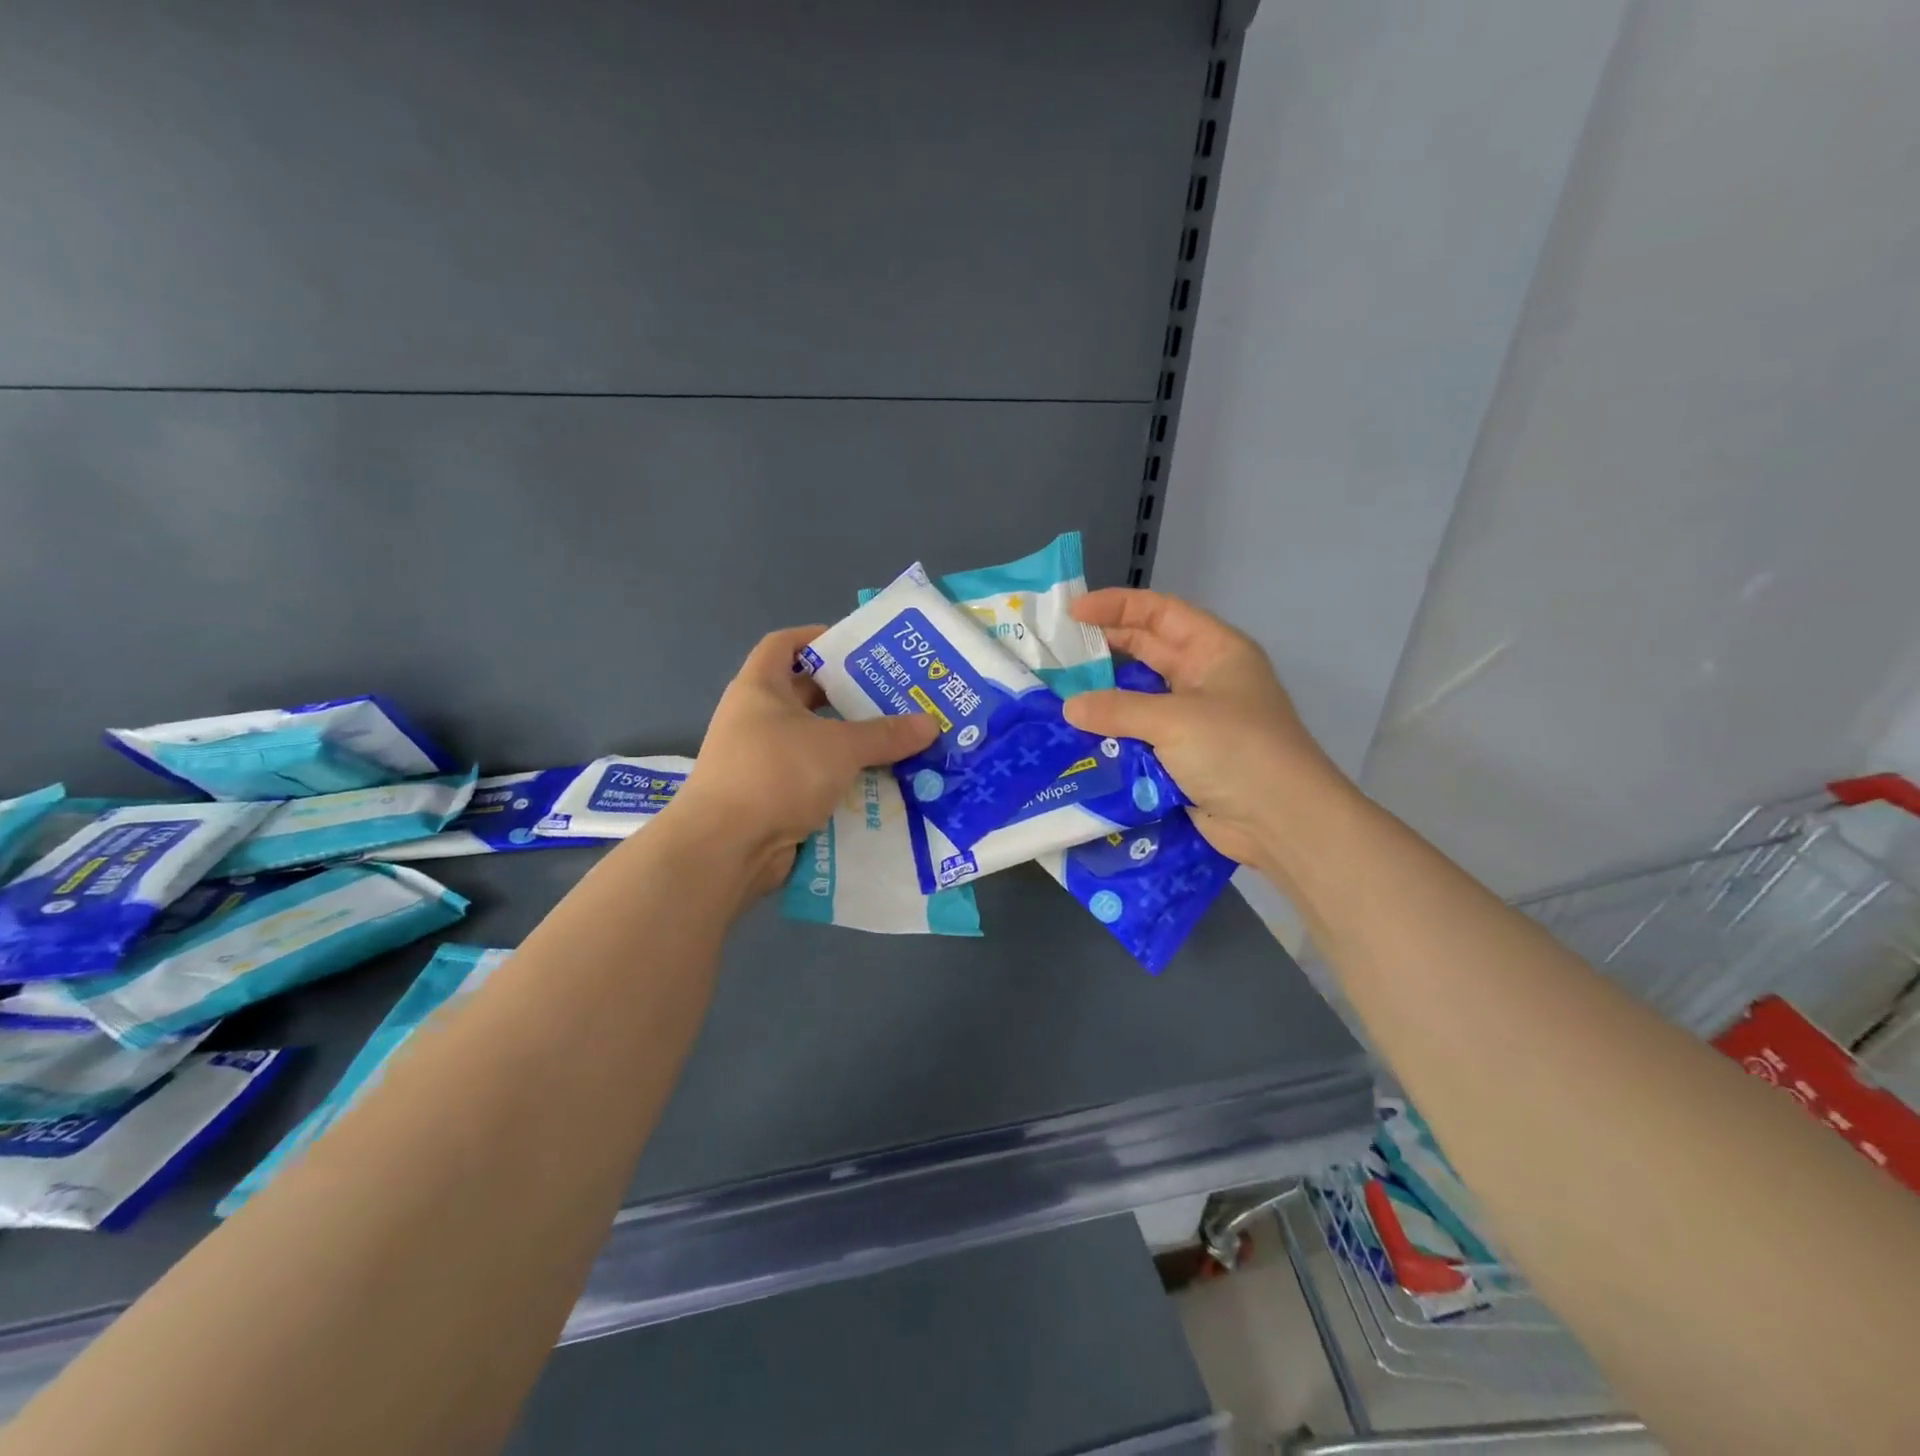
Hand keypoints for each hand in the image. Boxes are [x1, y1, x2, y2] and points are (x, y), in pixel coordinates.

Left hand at [668, 626, 939, 896]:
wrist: (726, 848)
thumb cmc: (776, 774)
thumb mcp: (838, 747)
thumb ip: (885, 735)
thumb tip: (931, 723)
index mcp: (760, 689)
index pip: (784, 645)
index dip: (818, 638)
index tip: (859, 647)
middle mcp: (757, 720)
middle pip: (807, 696)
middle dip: (850, 697)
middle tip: (896, 698)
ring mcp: (763, 761)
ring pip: (816, 742)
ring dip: (852, 744)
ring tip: (899, 742)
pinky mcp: (773, 798)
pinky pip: (815, 779)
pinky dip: (843, 780)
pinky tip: (881, 785)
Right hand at [1063, 589, 1338, 868]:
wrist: (1280, 822)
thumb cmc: (1236, 750)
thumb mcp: (1176, 719)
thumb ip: (1118, 709)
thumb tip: (1069, 707)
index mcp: (1214, 650)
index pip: (1160, 612)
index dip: (1117, 606)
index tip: (1073, 611)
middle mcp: (1203, 678)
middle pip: (1146, 652)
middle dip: (1103, 650)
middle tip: (1055, 653)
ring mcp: (1193, 720)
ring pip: (1138, 697)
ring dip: (1103, 697)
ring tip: (1057, 694)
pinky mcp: (1182, 757)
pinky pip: (1140, 736)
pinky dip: (1112, 735)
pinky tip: (1078, 736)